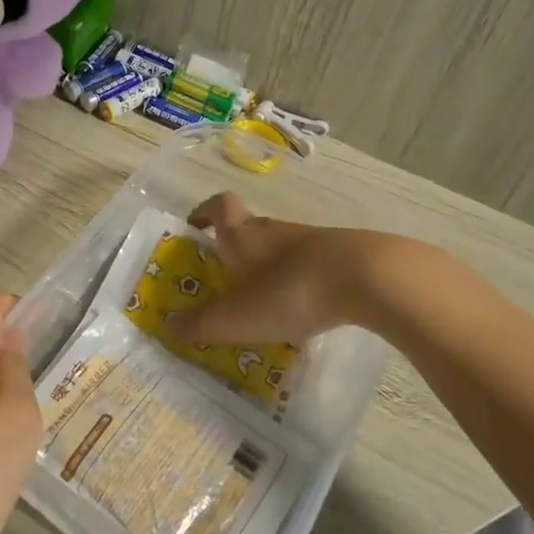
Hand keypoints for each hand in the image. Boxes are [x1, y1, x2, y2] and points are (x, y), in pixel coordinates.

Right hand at [169, 192, 424, 348]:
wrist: (365, 277)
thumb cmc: (287, 291)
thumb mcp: (235, 317)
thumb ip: (200, 325)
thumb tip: (168, 326)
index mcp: (241, 234)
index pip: (218, 206)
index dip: (204, 213)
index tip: (195, 227)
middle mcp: (272, 229)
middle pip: (247, 227)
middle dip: (233, 249)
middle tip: (224, 279)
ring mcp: (309, 239)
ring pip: (278, 248)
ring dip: (266, 268)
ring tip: (262, 303)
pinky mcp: (338, 254)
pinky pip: (307, 264)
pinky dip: (297, 281)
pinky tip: (302, 309)